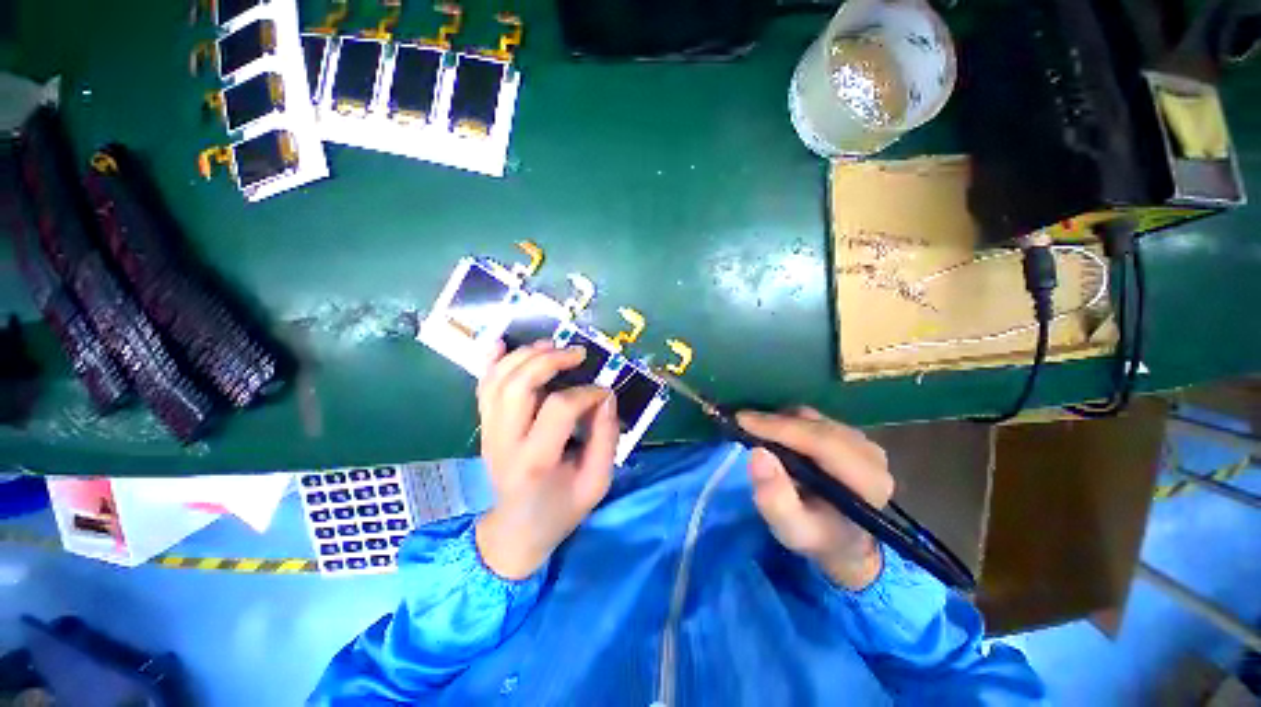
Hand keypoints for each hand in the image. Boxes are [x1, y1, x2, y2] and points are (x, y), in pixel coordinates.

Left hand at [474, 342, 618, 579]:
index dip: (586, 393)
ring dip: (525, 355)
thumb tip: (606, 396)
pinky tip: (502, 342)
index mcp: (535, 461)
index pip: (559, 408)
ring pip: (498, 379)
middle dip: (550, 360)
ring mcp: (489, 431)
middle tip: (578, 353)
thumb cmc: (561, 509)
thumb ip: (606, 438)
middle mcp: (504, 441)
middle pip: (518, 385)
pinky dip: (492, 361)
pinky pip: (483, 386)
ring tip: (553, 345)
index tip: (604, 393)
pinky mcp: (485, 426)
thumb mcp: (597, 482)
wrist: (516, 530)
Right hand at [737, 408, 893, 589]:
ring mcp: (863, 441)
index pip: (822, 441)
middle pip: (816, 425)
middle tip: (741, 424)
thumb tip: (758, 453)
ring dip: (781, 422)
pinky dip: (788, 422)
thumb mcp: (791, 530)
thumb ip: (775, 499)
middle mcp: (871, 454)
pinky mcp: (851, 435)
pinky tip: (775, 435)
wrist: (844, 542)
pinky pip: (813, 419)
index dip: (779, 427)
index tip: (742, 420)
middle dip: (775, 422)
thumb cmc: (817, 537)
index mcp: (867, 481)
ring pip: (813, 419)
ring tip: (756, 432)